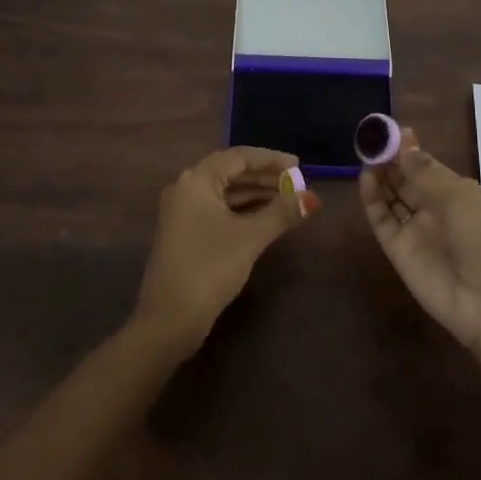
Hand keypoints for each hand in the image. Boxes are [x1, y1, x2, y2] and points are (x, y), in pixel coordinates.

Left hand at [135, 147, 319, 354]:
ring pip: (225, 192)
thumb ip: (282, 213)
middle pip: (231, 172)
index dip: (271, 159)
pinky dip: (241, 209)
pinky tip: (264, 218)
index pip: (239, 157)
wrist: (168, 321)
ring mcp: (182, 211)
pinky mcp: (184, 232)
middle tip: (295, 184)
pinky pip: (218, 208)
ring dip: (255, 194)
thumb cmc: (209, 269)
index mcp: (196, 180)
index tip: (298, 166)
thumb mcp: (250, 238)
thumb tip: (312, 198)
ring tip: (286, 200)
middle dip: (264, 177)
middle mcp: (186, 188)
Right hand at [360, 128, 480, 354]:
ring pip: (391, 197)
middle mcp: (433, 209)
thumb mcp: (459, 197)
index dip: (408, 148)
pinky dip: (372, 200)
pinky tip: (366, 178)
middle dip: (389, 160)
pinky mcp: (398, 250)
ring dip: (379, 176)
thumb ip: (425, 172)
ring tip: (365, 154)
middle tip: (370, 139)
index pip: (425, 165)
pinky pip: (382, 220)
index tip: (389, 130)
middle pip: (405, 179)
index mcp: (455, 193)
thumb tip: (405, 142)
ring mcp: (414, 230)